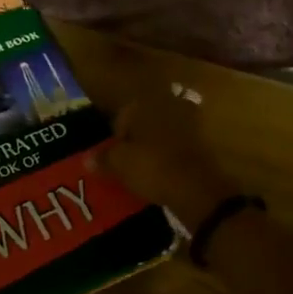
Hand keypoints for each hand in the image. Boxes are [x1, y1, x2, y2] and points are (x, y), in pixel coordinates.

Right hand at [86, 86, 239, 236]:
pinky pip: (179, 147)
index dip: (116, 135)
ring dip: (155, 147)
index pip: (124, 113)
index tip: (112, 155)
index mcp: (147, 104)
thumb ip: (103, 158)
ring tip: (145, 169)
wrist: (199, 189)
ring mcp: (191, 124)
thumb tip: (87, 159)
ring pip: (164, 133)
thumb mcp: (120, 164)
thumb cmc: (153, 168)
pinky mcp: (205, 144)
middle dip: (137, 138)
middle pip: (146, 121)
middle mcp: (170, 106)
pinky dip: (171, 157)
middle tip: (128, 161)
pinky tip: (164, 174)